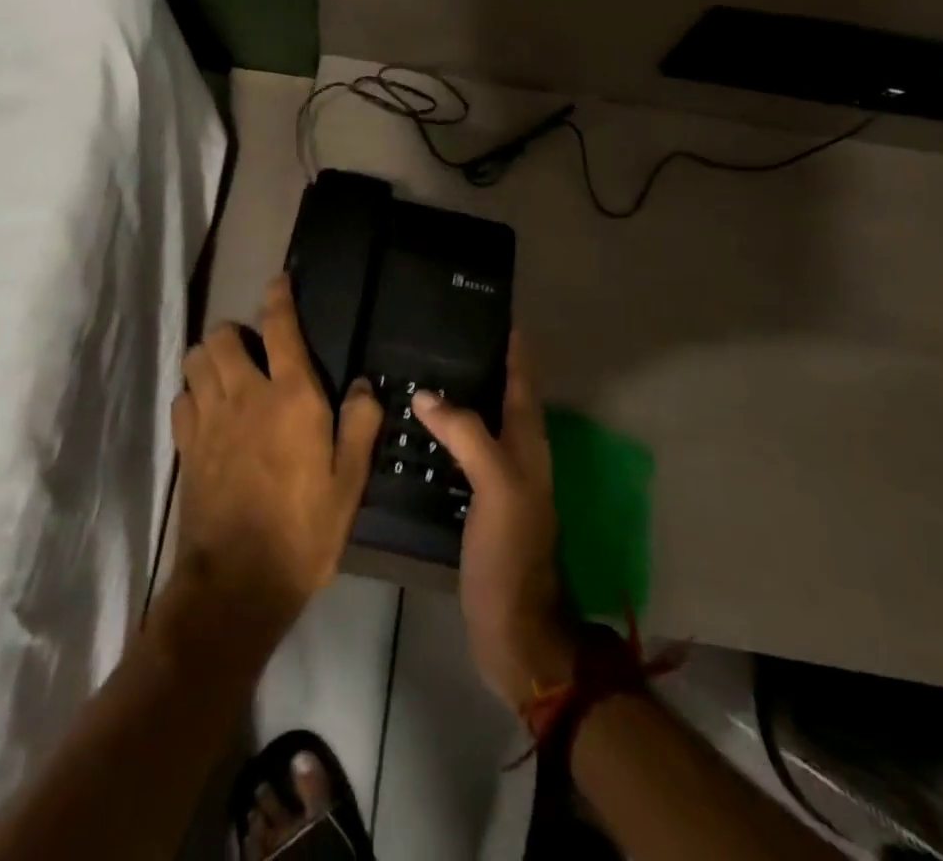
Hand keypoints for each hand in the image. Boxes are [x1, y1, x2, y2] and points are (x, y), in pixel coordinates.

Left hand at [169, 276, 383, 638]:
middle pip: (222, 335)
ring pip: (195, 360)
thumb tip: (364, 384)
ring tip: (228, 375)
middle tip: (254, 351)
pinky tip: (208, 412)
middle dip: (235, 332)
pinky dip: (193, 394)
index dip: (279, 297)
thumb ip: (360, 425)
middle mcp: (245, 394)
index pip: (280, 326)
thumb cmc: (305, 530)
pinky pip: (181, 398)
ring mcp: (209, 418)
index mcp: (291, 396)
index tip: (279, 281)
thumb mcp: (350, 482)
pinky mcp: (185, 446)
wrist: (238, 582)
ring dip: (210, 358)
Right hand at [413, 335, 575, 714]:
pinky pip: (459, 455)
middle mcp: (517, 456)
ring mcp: (497, 482)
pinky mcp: (476, 504)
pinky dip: (442, 435)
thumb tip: (427, 395)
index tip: (497, 313)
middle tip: (443, 336)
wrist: (512, 629)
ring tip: (422, 372)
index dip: (515, 348)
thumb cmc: (510, 552)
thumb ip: (467, 434)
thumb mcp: (497, 486)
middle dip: (482, 364)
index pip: (523, 383)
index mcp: (529, 445)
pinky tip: (414, 430)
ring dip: (459, 398)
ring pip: (479, 425)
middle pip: (502, 398)